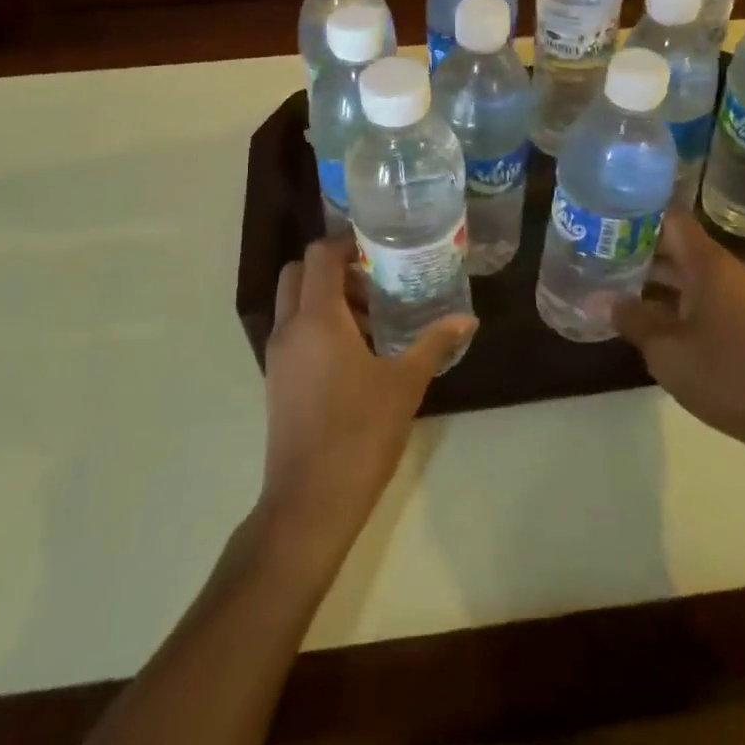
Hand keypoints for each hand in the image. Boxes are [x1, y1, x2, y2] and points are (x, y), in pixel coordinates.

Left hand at [257, 236, 475, 565]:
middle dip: (332, 268)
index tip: (379, 248)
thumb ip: (434, 344)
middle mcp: (289, 328)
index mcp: (317, 318)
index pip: (320, 255)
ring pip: (294, 304)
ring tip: (374, 321)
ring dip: (327, 299)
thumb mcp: (405, 383)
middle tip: (374, 280)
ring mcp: (278, 356)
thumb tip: (467, 320)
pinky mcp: (276, 380)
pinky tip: (357, 355)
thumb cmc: (360, 432)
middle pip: (299, 273)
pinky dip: (318, 326)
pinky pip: (294, 333)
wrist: (310, 501)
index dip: (346, 243)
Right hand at [614, 212, 744, 457]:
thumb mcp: (668, 351)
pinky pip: (710, 294)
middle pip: (681, 245)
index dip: (636, 214)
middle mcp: (731, 270)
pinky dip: (681, 299)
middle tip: (599, 256)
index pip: (671, 218)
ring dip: (660, 279)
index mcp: (711, 265)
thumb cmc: (728, 377)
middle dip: (641, 250)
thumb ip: (631, 319)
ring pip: (695, 273)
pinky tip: (656, 320)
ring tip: (618, 287)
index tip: (604, 220)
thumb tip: (594, 299)